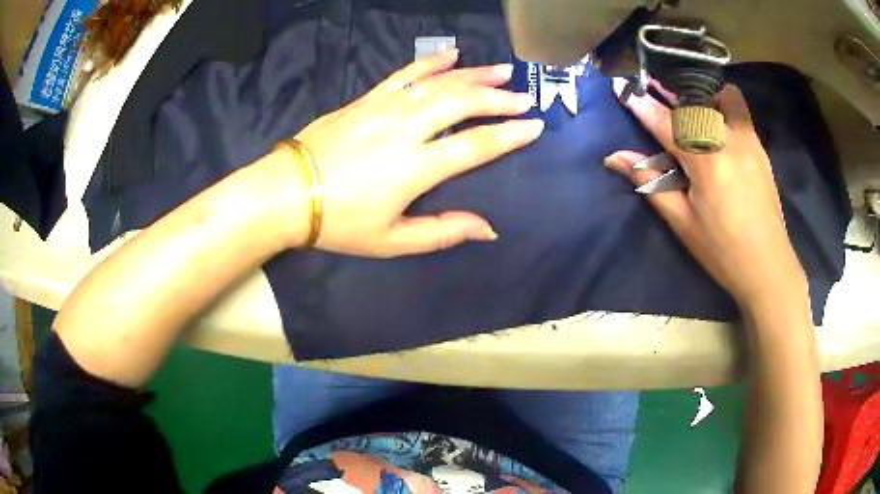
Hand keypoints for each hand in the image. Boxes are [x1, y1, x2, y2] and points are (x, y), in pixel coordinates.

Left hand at [290, 49, 542, 256]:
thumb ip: (442, 232)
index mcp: (414, 168)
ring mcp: (383, 108)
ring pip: (437, 82)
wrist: (286, 193)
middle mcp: (404, 129)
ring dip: (473, 75)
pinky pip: (404, 73)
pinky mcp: (365, 100)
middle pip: (460, 103)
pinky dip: (430, 61)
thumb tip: (488, 230)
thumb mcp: (391, 240)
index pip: (474, 146)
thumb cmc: (338, 222)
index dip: (508, 135)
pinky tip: (450, 53)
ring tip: (501, 70)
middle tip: (523, 96)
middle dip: (497, 98)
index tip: (535, 125)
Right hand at [603, 79, 807, 309]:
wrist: (768, 266)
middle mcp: (729, 140)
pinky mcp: (760, 147)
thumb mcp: (682, 222)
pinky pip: (740, 112)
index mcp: (706, 162)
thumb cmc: (722, 251)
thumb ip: (651, 183)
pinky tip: (716, 129)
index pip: (667, 123)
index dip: (643, 107)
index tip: (624, 90)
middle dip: (671, 92)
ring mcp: (749, 141)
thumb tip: (615, 158)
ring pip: (724, 97)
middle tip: (655, 89)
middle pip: (695, 102)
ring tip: (693, 111)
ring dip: (704, 97)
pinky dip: (723, 108)